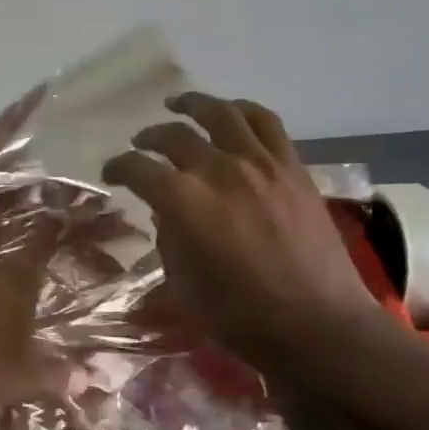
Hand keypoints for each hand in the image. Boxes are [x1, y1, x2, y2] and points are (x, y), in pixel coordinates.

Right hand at [102, 93, 377, 371]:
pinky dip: (243, 111)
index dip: (118, 167)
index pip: (138, 168)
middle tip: (140, 144)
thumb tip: (170, 216)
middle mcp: (219, 170)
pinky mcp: (293, 169)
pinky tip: (232, 114)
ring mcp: (261, 165)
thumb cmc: (239, 315)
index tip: (111, 173)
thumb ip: (169, 240)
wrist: (317, 324)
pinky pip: (266, 123)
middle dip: (149, 137)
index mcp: (183, 201)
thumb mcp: (182, 283)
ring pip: (222, 114)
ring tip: (180, 104)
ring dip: (195, 105)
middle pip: (174, 136)